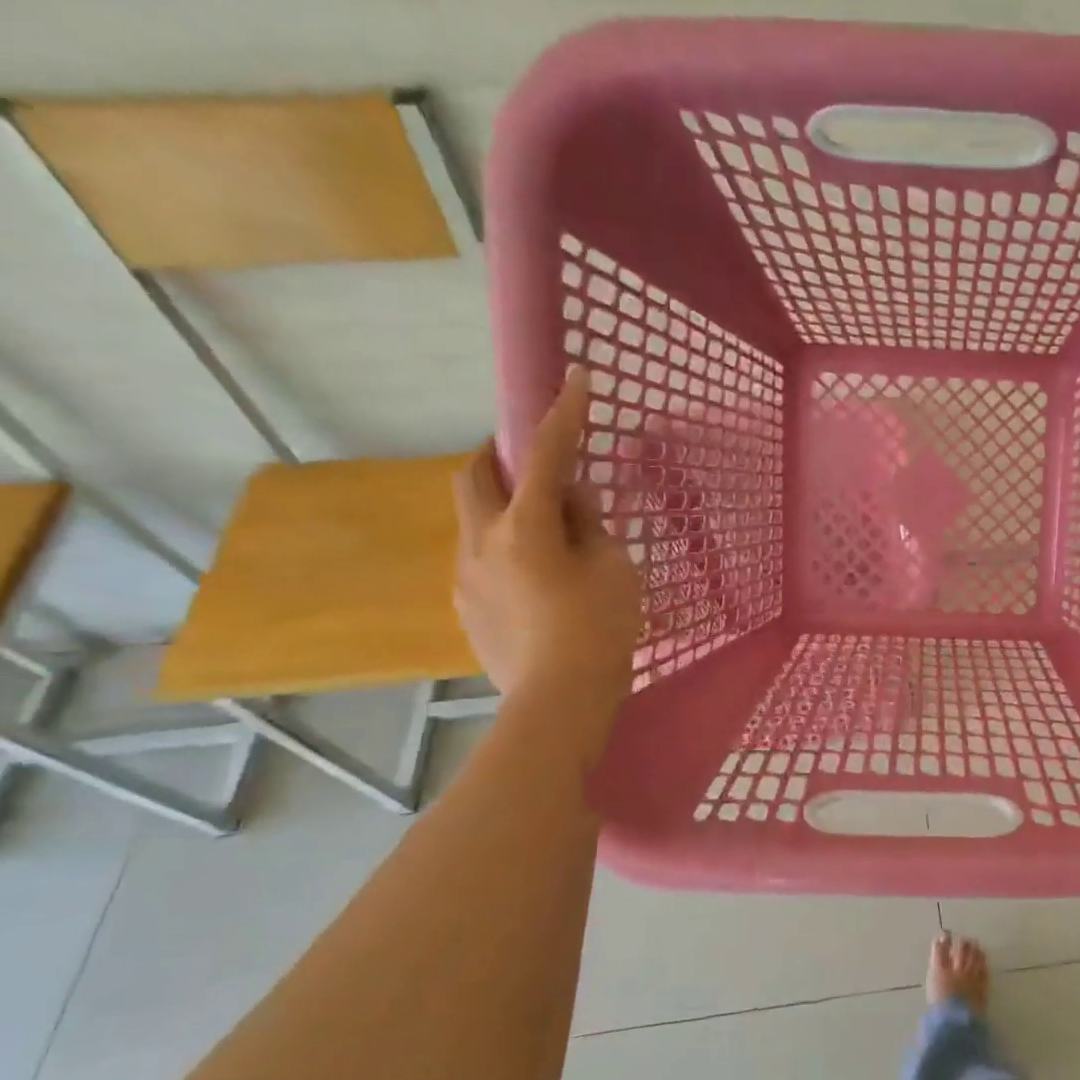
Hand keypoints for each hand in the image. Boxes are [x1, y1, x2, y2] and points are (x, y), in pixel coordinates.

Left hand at [452, 367, 643, 714]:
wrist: (560, 701)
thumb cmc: (600, 629)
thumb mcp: (614, 570)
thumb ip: (591, 527)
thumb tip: (573, 501)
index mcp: (525, 527)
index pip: (546, 455)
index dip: (562, 414)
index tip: (574, 379)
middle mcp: (482, 541)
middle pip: (474, 476)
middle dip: (498, 456)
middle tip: (531, 461)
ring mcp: (466, 576)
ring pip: (473, 519)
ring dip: (502, 508)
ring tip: (543, 532)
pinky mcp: (466, 606)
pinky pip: (480, 558)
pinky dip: (503, 548)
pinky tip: (535, 579)